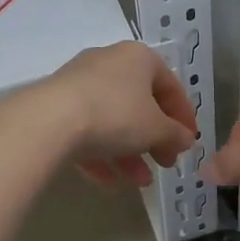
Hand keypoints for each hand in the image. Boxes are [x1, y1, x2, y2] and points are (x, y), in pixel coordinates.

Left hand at [32, 41, 198, 188]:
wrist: (50, 120)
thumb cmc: (116, 115)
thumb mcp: (156, 129)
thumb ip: (175, 135)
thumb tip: (185, 139)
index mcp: (138, 58)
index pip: (170, 85)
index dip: (184, 116)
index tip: (189, 142)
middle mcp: (108, 64)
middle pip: (139, 104)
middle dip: (155, 139)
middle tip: (166, 163)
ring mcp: (78, 84)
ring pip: (112, 121)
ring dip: (130, 153)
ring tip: (140, 182)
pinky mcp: (56, 107)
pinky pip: (86, 131)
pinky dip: (101, 155)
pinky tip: (110, 182)